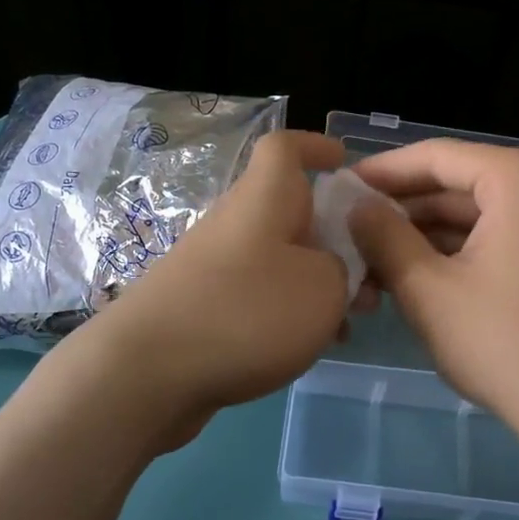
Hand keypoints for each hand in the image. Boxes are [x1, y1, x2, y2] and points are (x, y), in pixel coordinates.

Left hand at [74, 130, 350, 449]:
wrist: (147, 373)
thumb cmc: (247, 313)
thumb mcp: (324, 288)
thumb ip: (344, 269)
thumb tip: (334, 267)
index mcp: (264, 199)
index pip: (285, 147)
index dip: (316, 147)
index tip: (345, 163)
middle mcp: (237, 223)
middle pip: (293, 211)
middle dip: (338, 237)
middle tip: (371, 276)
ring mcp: (215, 266)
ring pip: (281, 259)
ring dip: (320, 282)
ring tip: (350, 321)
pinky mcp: (204, 307)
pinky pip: (259, 295)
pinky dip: (289, 311)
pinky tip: (309, 347)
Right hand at [349, 140, 518, 466]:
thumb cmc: (503, 342)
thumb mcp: (427, 287)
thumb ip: (383, 236)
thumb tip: (354, 205)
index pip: (436, 157)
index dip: (381, 172)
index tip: (339, 188)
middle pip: (456, 185)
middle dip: (401, 214)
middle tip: (349, 235)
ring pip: (475, 215)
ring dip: (424, 238)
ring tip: (371, 266)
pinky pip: (498, 236)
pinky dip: (457, 253)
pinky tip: (413, 277)